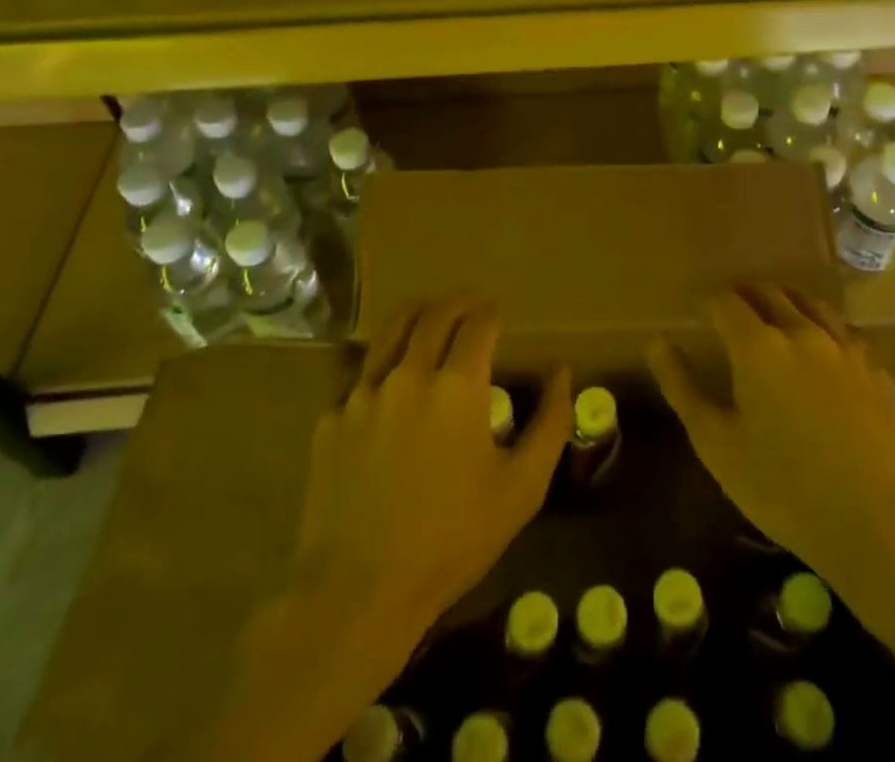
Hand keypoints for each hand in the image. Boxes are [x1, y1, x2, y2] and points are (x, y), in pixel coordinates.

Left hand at [291, 298, 572, 645]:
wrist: (357, 591)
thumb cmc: (451, 540)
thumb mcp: (522, 489)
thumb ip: (550, 423)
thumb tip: (563, 372)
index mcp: (457, 385)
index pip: (479, 323)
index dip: (492, 312)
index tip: (499, 315)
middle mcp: (409, 373)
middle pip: (435, 314)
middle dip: (458, 303)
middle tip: (470, 306)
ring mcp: (363, 393)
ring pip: (391, 331)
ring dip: (417, 316)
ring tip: (428, 318)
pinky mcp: (331, 418)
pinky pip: (360, 376)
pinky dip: (382, 367)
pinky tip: (388, 388)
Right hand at [648, 284, 894, 595]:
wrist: (883, 525)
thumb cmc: (786, 489)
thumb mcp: (717, 445)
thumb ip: (682, 387)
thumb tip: (656, 342)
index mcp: (758, 344)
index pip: (725, 301)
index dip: (707, 302)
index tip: (698, 312)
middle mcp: (802, 331)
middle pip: (768, 292)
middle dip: (744, 295)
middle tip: (730, 310)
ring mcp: (845, 347)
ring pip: (809, 303)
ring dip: (784, 301)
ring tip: (773, 317)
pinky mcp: (876, 369)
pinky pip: (842, 331)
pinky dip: (821, 327)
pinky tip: (821, 350)